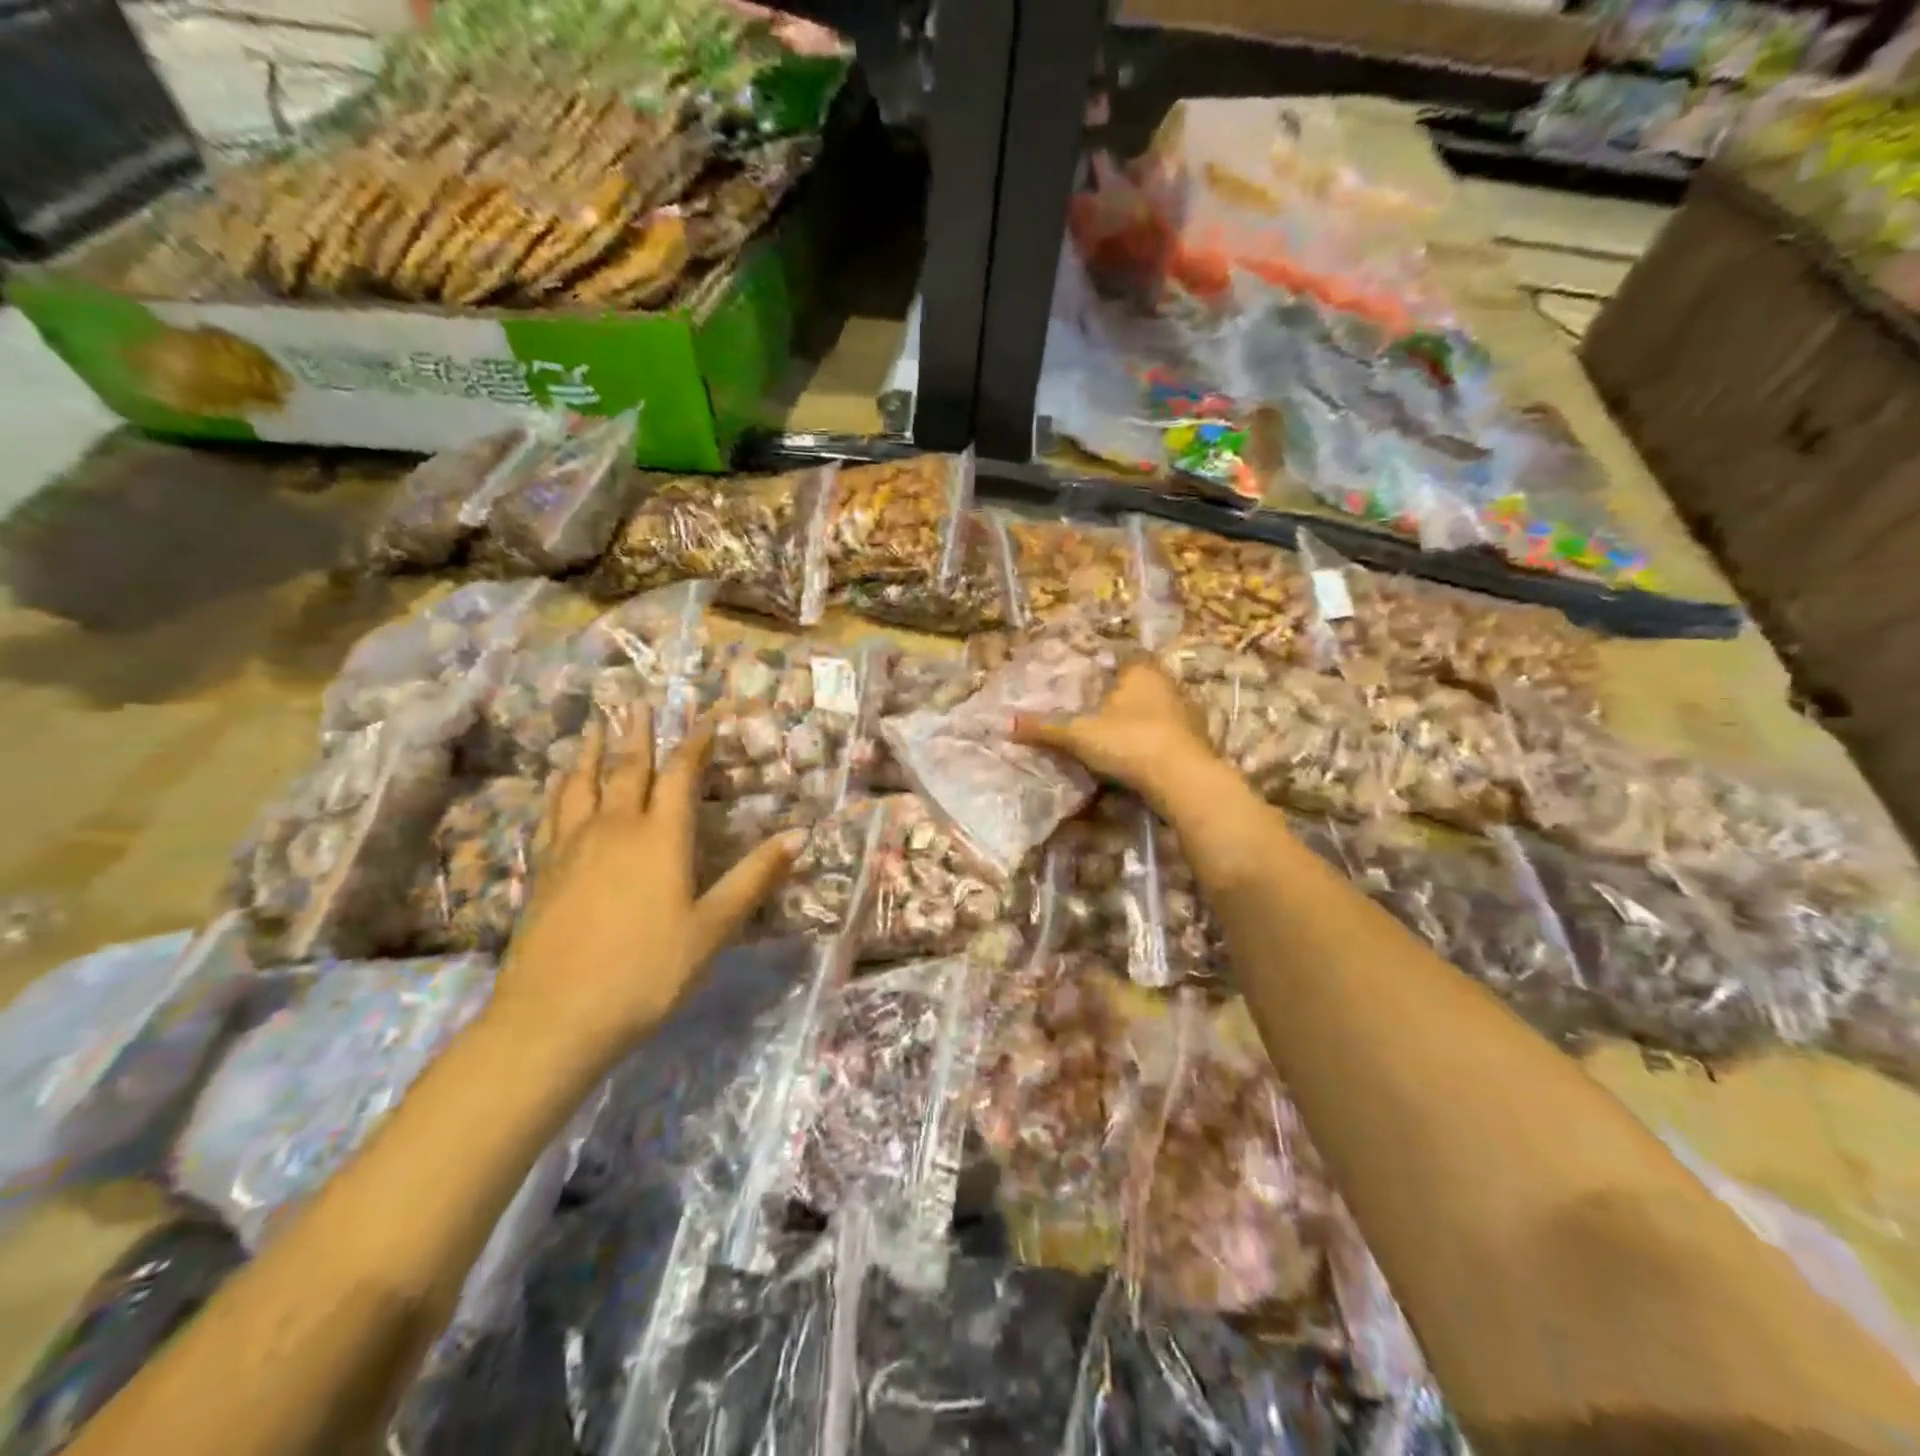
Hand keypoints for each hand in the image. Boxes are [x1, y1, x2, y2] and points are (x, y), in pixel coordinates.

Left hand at [492, 711, 795, 1055]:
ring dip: (592, 752)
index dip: (695, 745)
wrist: (554, 1018)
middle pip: (628, 769)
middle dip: (638, 734)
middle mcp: (615, 829)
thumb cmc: (647, 972)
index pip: (680, 776)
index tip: (705, 720)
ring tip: (595, 726)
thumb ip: (754, 878)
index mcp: (661, 838)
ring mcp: (573, 848)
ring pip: (582, 784)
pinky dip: (560, 790)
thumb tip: (800, 835)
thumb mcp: (713, 928)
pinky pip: (552, 814)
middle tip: (637, 702)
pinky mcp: (544, 871)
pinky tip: (559, 787)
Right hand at [1013, 658, 1223, 820]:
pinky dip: (1151, 740)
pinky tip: (1136, 754)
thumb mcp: (1079, 735)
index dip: (1104, 666)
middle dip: (1119, 694)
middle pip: (1139, 683)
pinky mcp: (1195, 740)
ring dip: (1137, 719)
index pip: (1122, 656)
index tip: (1086, 680)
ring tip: (1111, 733)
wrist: (1183, 779)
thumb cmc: (1129, 742)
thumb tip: (1005, 724)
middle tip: (1093, 708)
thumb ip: (1044, 728)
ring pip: (1155, 708)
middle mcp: (1167, 683)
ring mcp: (1186, 711)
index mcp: (1141, 670)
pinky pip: (1166, 732)